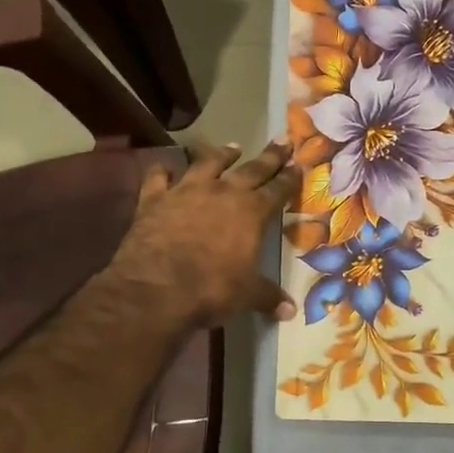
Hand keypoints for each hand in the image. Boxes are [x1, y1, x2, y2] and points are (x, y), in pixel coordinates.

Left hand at [106, 140, 300, 328]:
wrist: (156, 288)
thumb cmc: (212, 289)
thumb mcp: (247, 295)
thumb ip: (268, 297)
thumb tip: (290, 311)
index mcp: (252, 212)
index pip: (278, 190)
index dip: (290, 178)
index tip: (299, 165)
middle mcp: (222, 192)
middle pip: (252, 169)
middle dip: (269, 156)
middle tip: (282, 141)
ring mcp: (186, 191)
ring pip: (208, 163)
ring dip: (221, 154)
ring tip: (232, 146)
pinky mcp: (154, 199)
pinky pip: (158, 177)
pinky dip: (162, 171)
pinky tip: (165, 167)